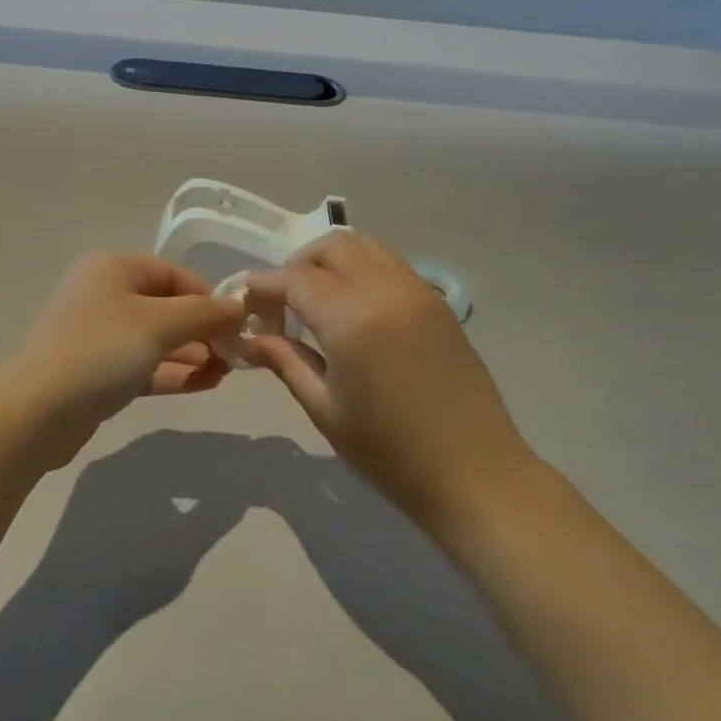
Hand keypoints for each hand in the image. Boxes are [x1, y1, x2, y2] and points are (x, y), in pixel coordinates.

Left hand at [4, 252, 247, 431]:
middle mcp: (103, 296)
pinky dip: (174, 373)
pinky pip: (144, 366)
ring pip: (157, 340)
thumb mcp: (158, 324)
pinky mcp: (98, 374)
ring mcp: (98, 337)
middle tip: (238, 352)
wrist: (37, 413)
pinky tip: (207, 383)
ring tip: (229, 371)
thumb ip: (204, 313)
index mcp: (112, 269)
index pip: (172, 273)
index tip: (238, 322)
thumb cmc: (100, 351)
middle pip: (166, 307)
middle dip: (203, 329)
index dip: (208, 295)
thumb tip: (240, 305)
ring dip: (193, 353)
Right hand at [243, 233, 536, 530]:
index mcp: (354, 322)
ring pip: (367, 246)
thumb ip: (286, 362)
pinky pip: (391, 264)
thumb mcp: (326, 411)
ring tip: (317, 298)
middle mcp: (387, 292)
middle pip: (333, 247)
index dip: (265, 284)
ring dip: (332, 260)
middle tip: (281, 300)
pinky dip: (362, 268)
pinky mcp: (439, 303)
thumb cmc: (391, 454)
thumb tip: (251, 337)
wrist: (476, 474)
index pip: (297, 279)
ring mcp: (419, 293)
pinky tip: (353, 306)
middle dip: (298, 264)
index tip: (244, 298)